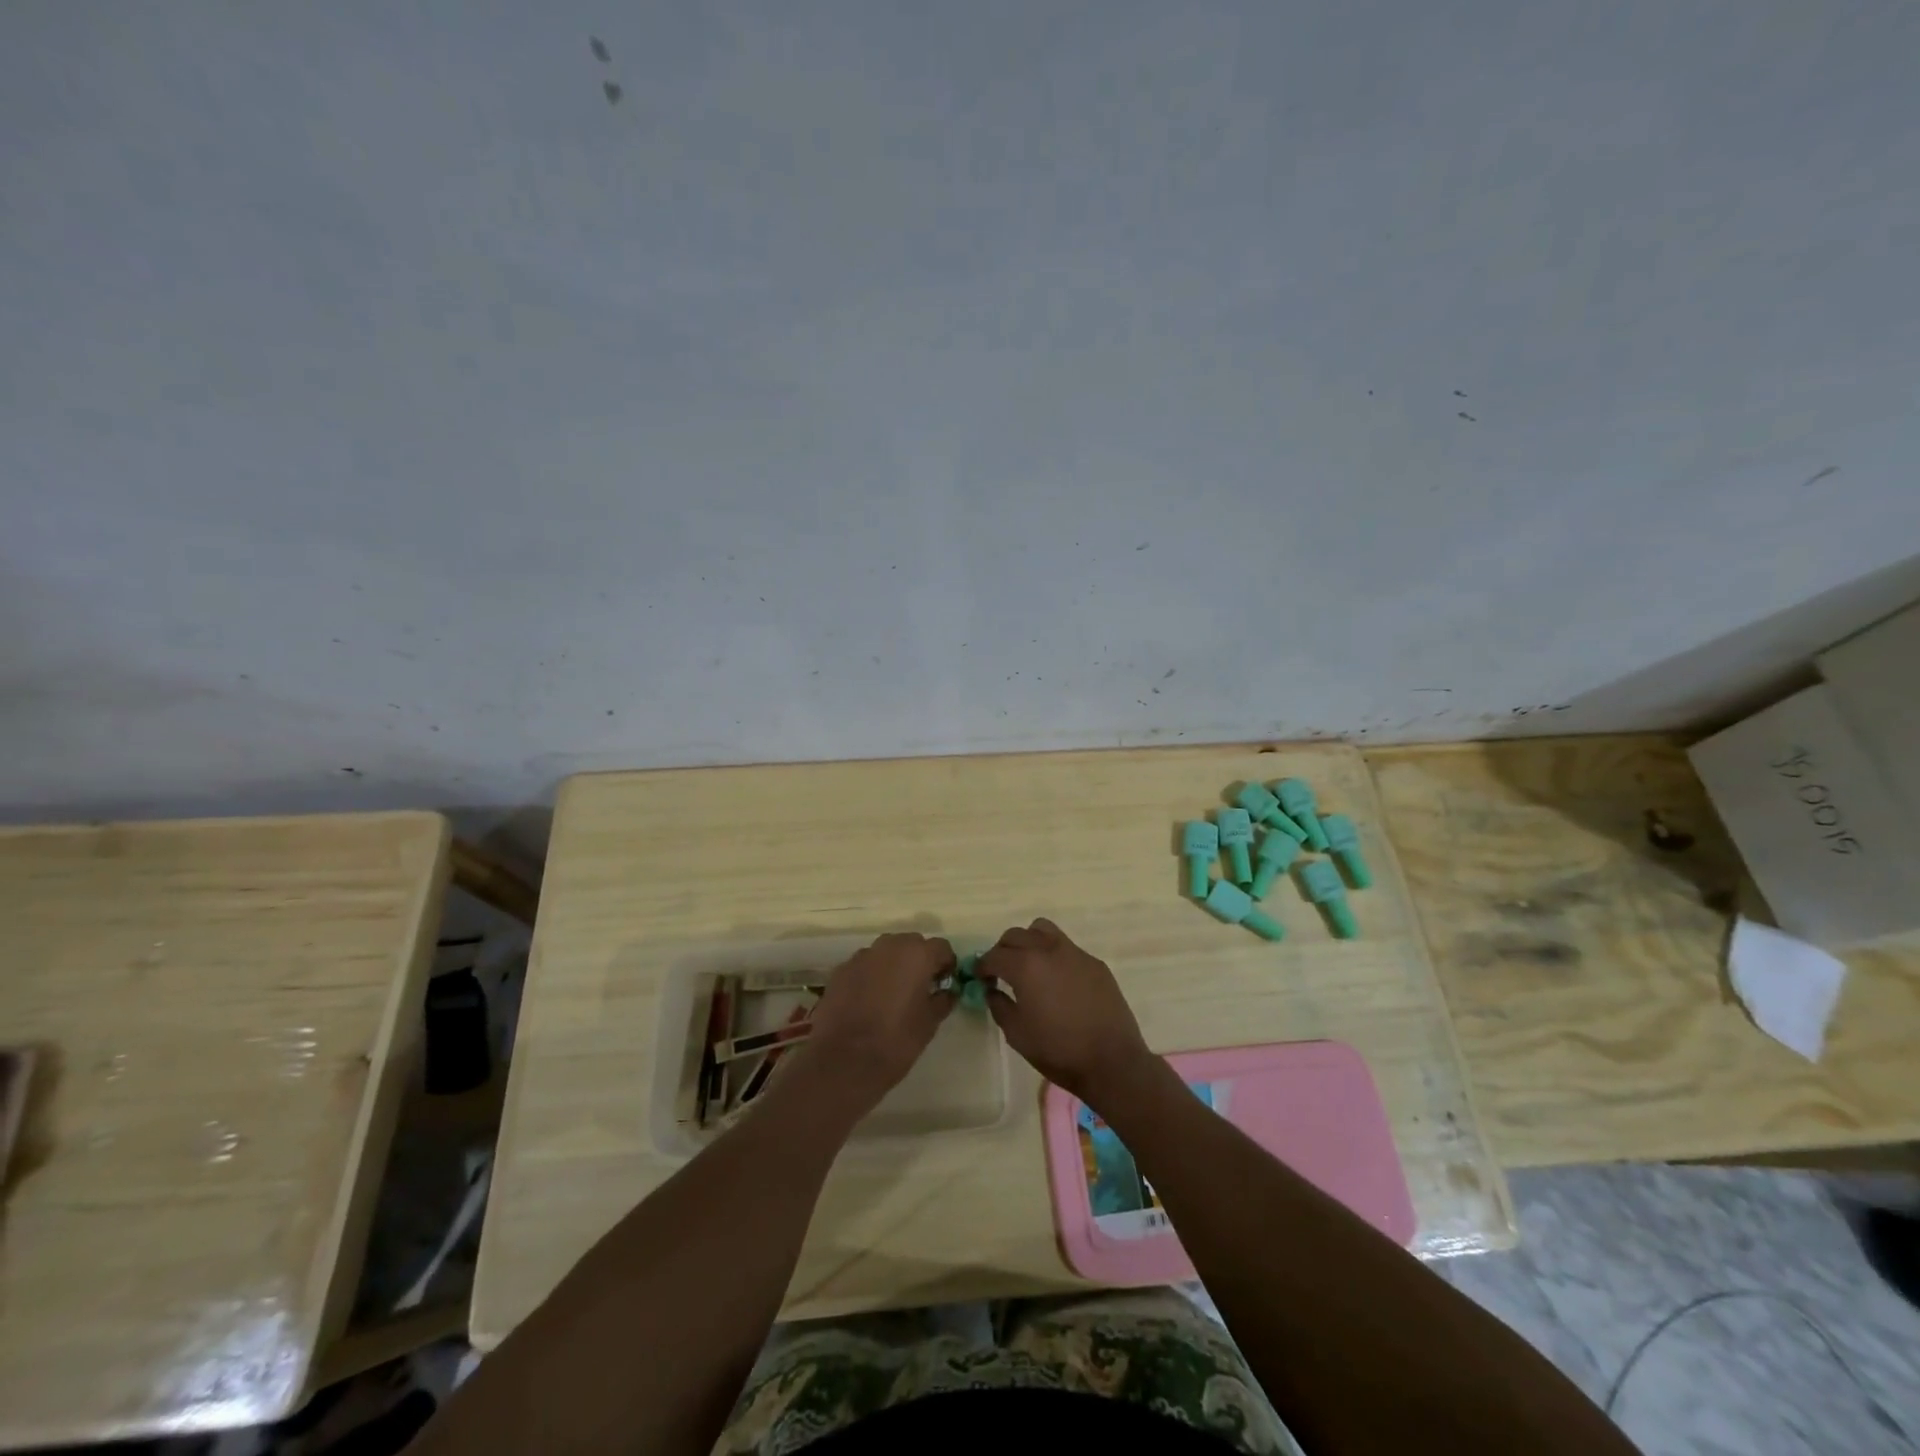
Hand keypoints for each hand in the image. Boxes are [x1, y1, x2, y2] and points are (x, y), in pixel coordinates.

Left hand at [793, 932, 955, 1111]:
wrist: (844, 1061)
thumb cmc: (896, 1041)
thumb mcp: (929, 1024)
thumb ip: (942, 1000)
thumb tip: (946, 992)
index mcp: (917, 955)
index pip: (941, 947)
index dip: (945, 965)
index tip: (943, 984)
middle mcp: (890, 946)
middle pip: (912, 944)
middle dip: (919, 961)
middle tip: (919, 988)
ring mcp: (862, 956)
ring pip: (886, 952)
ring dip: (893, 966)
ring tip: (892, 995)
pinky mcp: (841, 970)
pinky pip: (864, 965)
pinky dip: (871, 976)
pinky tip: (868, 1001)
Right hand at [976, 918, 1154, 1108]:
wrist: (1111, 1060)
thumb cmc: (1058, 1050)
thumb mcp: (1017, 1034)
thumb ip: (999, 1005)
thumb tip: (992, 990)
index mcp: (1025, 966)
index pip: (994, 956)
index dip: (982, 967)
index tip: (980, 979)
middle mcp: (1048, 950)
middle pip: (1016, 935)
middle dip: (1003, 950)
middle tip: (1001, 972)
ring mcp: (1075, 953)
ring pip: (1043, 930)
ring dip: (1029, 942)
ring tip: (1030, 965)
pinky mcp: (1094, 962)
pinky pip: (1067, 947)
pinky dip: (1054, 955)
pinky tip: (1058, 981)